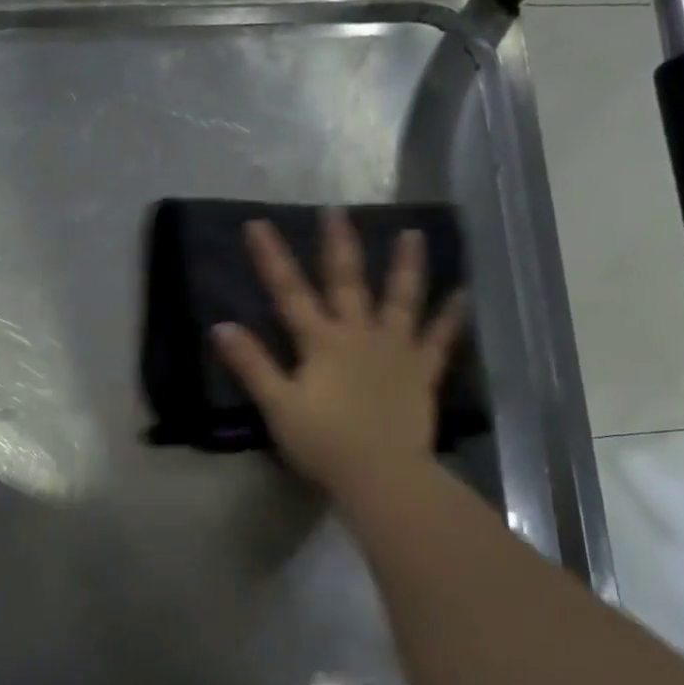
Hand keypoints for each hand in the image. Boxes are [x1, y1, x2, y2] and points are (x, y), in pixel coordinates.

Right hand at [212, 211, 466, 496]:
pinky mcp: (420, 372)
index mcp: (321, 342)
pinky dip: (450, 317)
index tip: (258, 223)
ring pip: (400, 299)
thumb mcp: (278, 405)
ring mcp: (395, 350)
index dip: (271, 257)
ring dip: (405, 266)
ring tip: (412, 234)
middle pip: (346, 282)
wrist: (381, 475)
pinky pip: (438, 339)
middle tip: (336, 209)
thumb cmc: (323, 442)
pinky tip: (462, 294)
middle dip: (338, 244)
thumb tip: (221, 326)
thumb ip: (251, 364)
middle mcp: (359, 334)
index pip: (289, 292)